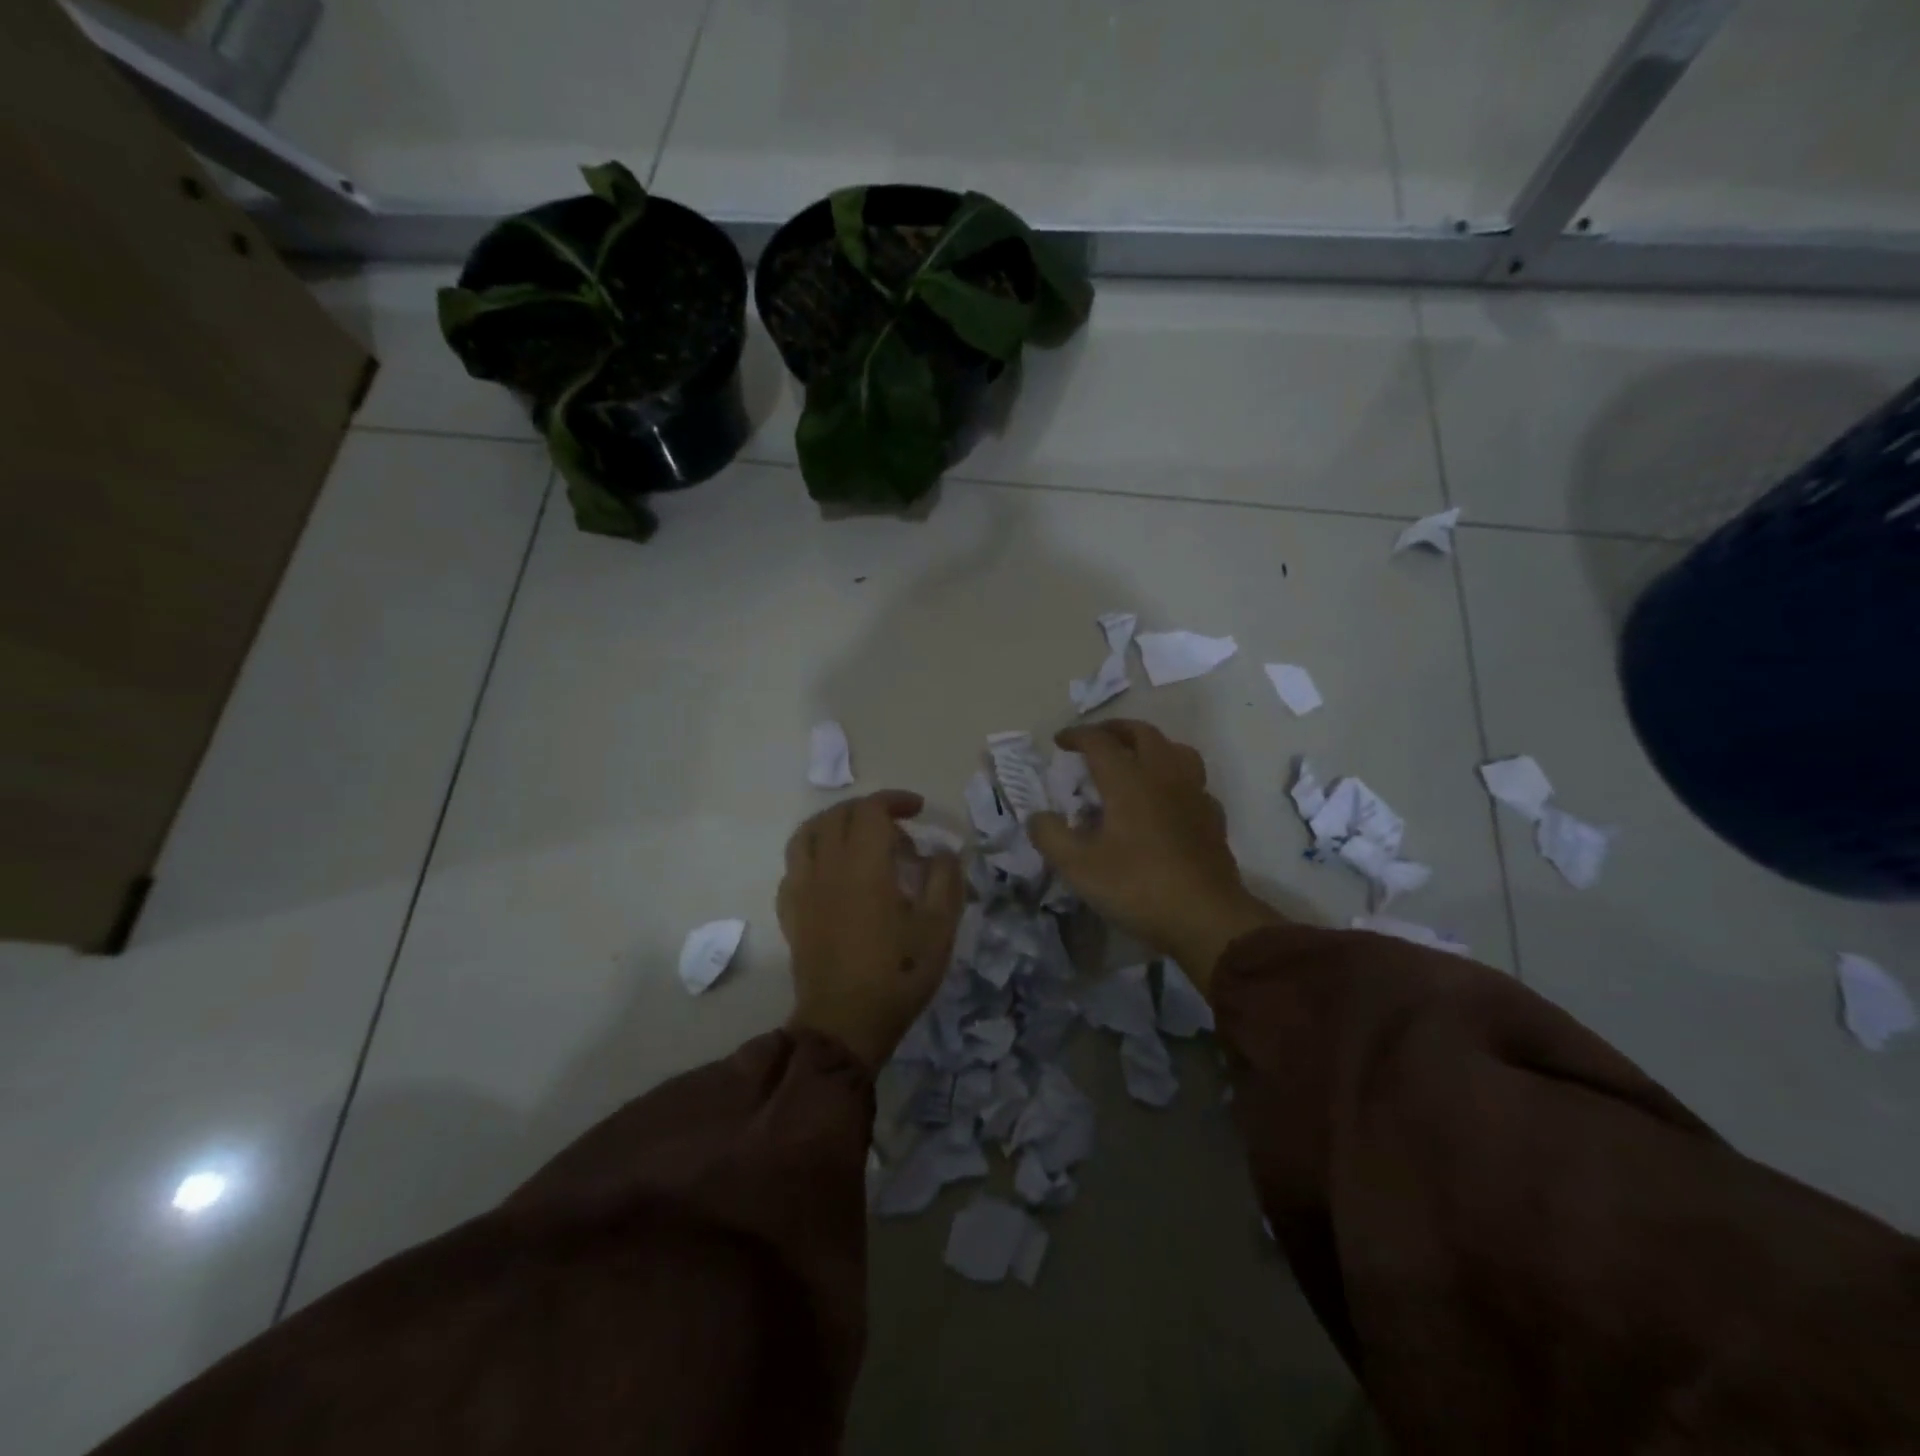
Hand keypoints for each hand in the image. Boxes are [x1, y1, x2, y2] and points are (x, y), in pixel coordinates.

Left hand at [778, 790, 963, 1069]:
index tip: (917, 809)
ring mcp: (802, 888)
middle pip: (838, 815)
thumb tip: (942, 852)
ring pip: (808, 833)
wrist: (844, 1024)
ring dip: (835, 824)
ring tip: (858, 839)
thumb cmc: (898, 975)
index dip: (894, 800)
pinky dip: (815, 853)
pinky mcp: (790, 911)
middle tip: (897, 830)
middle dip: (869, 810)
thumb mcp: (939, 928)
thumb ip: (945, 879)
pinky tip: (833, 873)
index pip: (870, 810)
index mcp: (863, 866)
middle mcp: (827, 867)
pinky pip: (795, 864)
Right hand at [1027, 721, 1281, 991]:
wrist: (1206, 918)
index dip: (1076, 736)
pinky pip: (1193, 782)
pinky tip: (1167, 798)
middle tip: (1095, 739)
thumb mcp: (1078, 867)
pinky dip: (1174, 778)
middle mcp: (1163, 775)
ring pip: (1176, 749)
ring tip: (1135, 759)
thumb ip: (1050, 836)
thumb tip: (1038, 817)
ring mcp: (1194, 794)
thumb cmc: (1137, 886)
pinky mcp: (1212, 817)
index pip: (1099, 741)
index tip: (1059, 741)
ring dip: (1151, 745)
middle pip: (1142, 733)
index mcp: (1128, 779)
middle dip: (1114, 730)